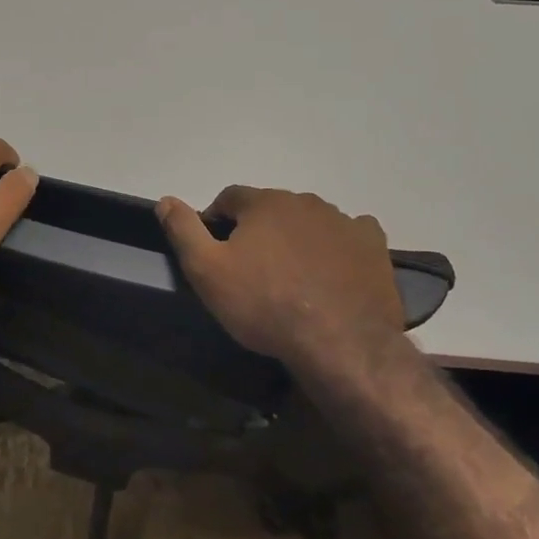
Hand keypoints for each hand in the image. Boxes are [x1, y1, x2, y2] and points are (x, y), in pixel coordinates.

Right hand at [156, 187, 405, 372]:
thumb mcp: (207, 271)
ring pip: (309, 223)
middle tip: (252, 270)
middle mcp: (306, 201)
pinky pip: (349, 237)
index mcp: (265, 202)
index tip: (215, 251)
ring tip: (292, 278)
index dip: (217, 221)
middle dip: (259, 231)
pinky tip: (332, 274)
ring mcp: (344, 222)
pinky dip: (337, 249)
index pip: (230, 198)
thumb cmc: (264, 304)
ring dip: (297, 239)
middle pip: (272, 209)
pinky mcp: (373, 247)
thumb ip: (183, 230)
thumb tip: (165, 200)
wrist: (339, 341)